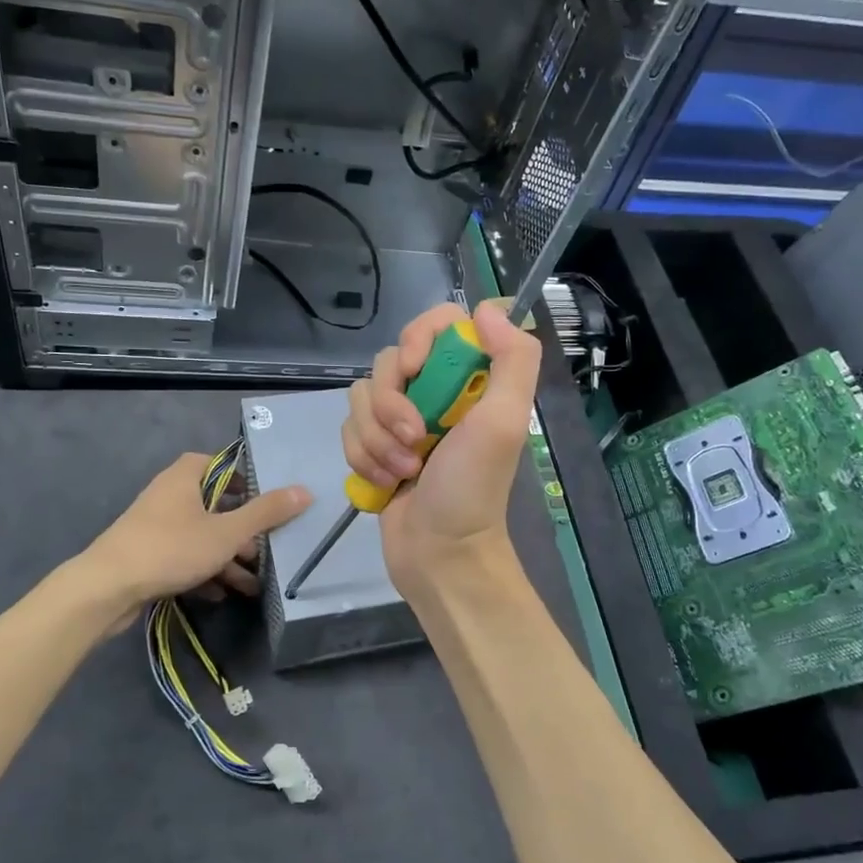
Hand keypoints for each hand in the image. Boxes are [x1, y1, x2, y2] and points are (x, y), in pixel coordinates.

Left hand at [78, 452, 311, 628]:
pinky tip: (221, 594)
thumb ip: (266, 513)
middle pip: (216, 504)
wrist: (106, 589)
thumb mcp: (227, 532)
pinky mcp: (147, 554)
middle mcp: (169, 493)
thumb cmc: (170, 548)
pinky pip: (184, 556)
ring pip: (201, 534)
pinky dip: (203, 570)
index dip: (249, 481)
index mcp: (186, 476)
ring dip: (227, 557)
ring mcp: (155, 525)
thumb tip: (305, 490)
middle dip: (243, 530)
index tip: (272, 503)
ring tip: (253, 584)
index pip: (224, 465)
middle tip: (267, 549)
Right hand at [343, 301, 540, 589]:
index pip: (437, 323)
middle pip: (388, 361)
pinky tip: (384, 484)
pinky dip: (363, 457)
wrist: (439, 554)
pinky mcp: (374, 447)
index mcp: (469, 380)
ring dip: (377, 439)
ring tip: (403, 471)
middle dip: (392, 404)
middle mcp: (434, 392)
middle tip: (415, 439)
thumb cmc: (472, 489)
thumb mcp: (504, 423)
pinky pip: (349, 429)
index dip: (418, 338)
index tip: (417, 368)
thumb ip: (513, 360)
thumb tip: (489, 308)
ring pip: (361, 397)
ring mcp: (400, 421)